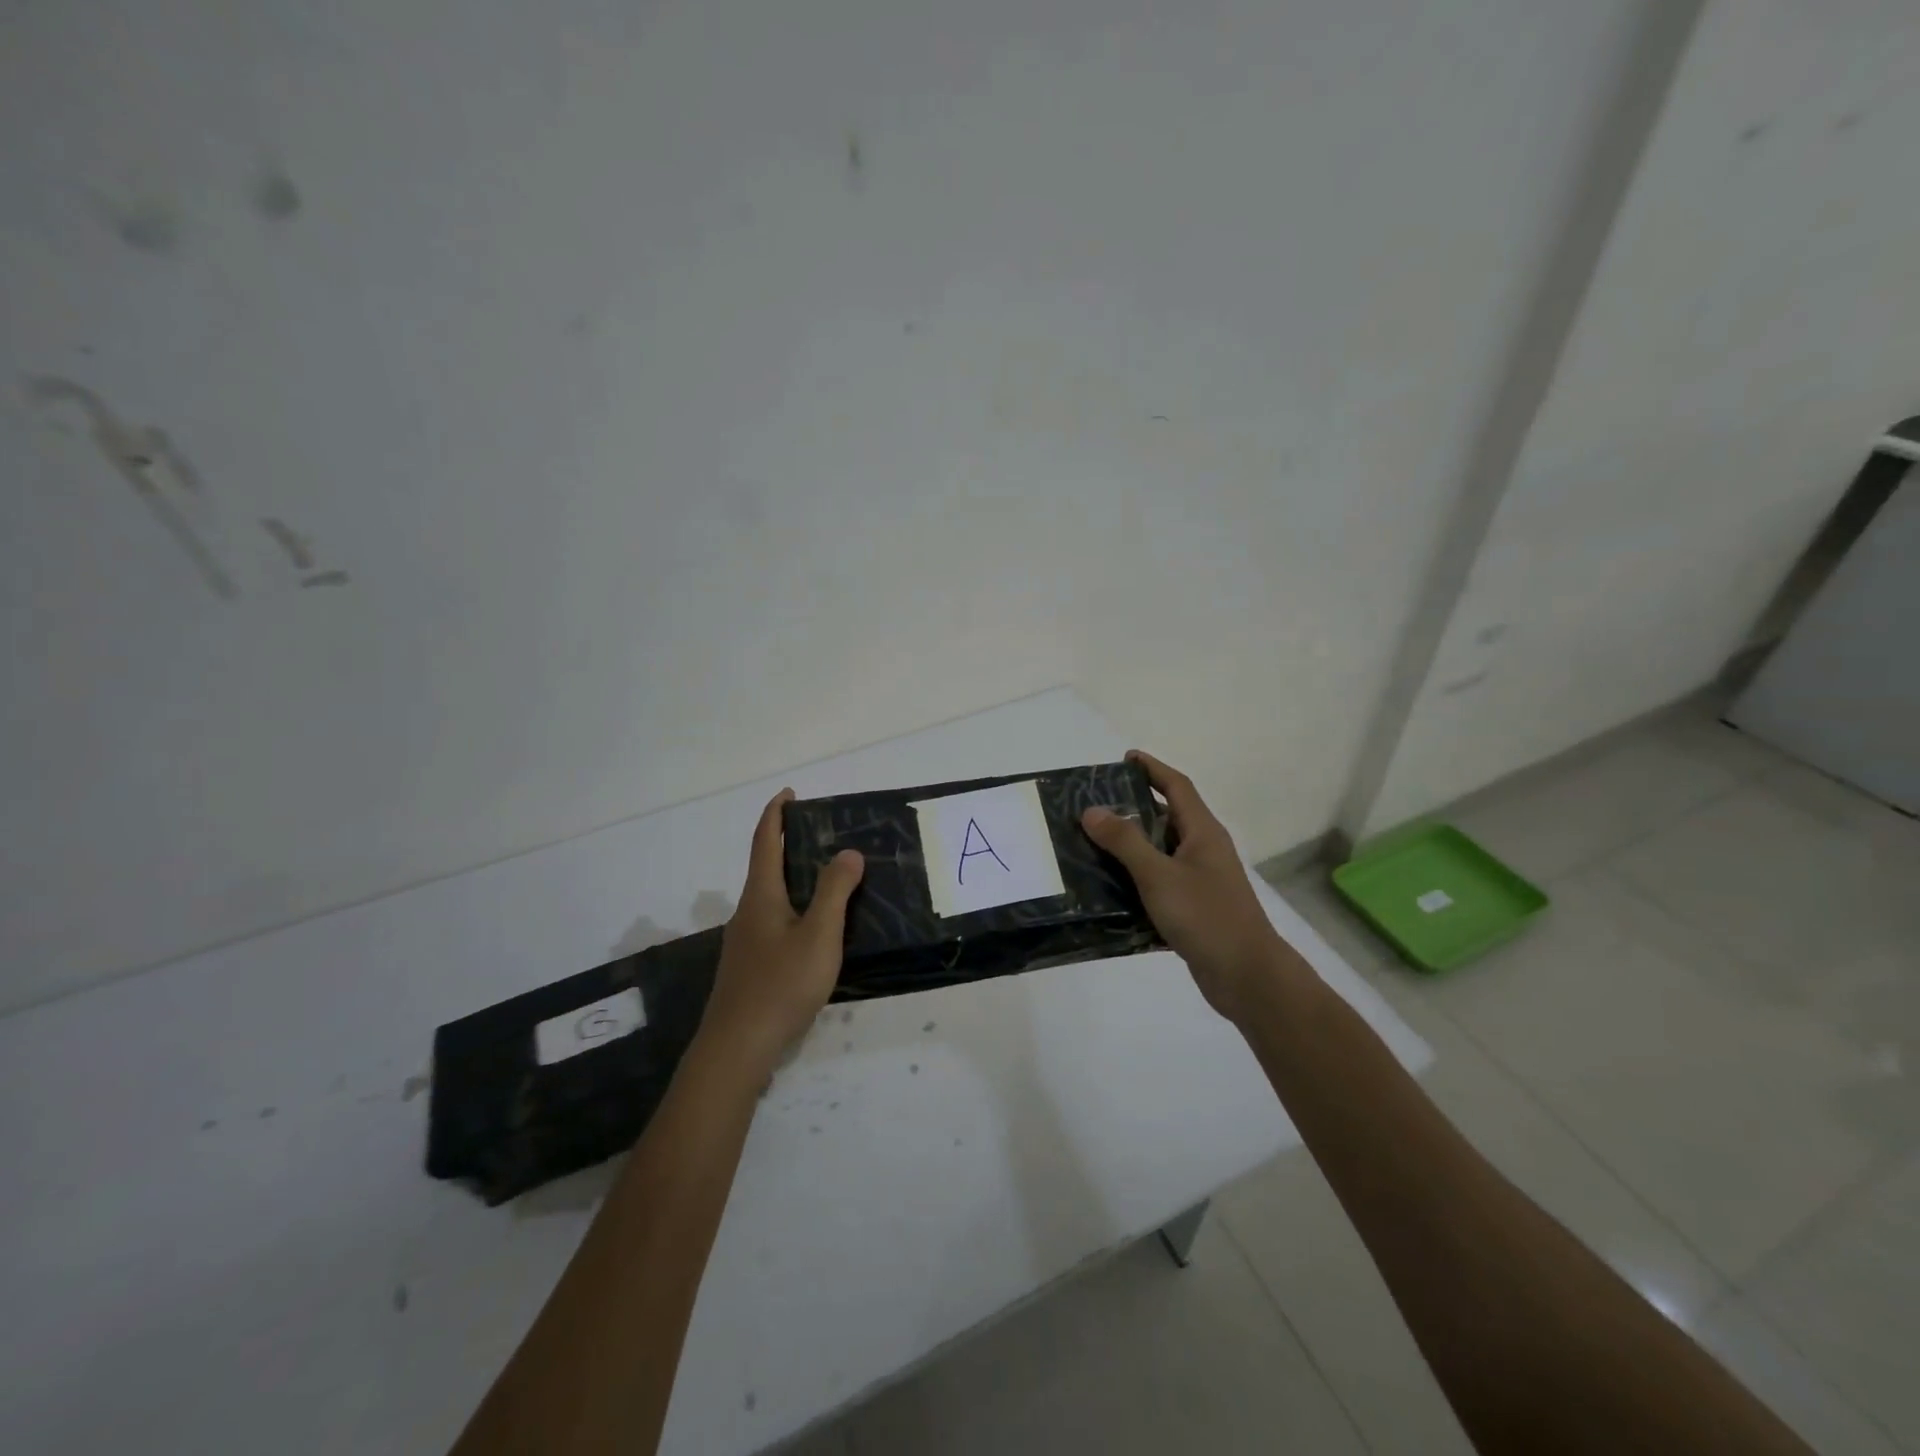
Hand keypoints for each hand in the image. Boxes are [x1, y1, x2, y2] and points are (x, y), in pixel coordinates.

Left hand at [698, 789, 864, 1076]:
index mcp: (761, 896)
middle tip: (824, 836)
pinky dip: (795, 908)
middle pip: (766, 867)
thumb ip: (834, 892)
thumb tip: (848, 852)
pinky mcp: (750, 965)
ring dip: (794, 879)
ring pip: (771, 897)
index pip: (765, 841)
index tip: (790, 794)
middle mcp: (748, 911)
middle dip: (789, 845)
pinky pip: (774, 921)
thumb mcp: (818, 935)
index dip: (776, 814)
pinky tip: (815, 929)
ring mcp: (746, 941)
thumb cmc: (780, 985)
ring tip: (829, 879)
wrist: (737, 1047)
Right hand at [1082, 750, 1287, 1022]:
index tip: (1125, 758)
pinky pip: (1159, 883)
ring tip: (1090, 845)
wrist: (1247, 977)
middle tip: (1093, 806)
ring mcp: (1200, 880)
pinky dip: (1135, 881)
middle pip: (1166, 817)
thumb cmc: (1206, 916)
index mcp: (1203, 832)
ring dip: (1129, 848)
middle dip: (1132, 808)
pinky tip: (1107, 890)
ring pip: (1160, 853)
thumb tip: (1092, 810)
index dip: (1152, 769)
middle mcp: (1204, 850)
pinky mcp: (1193, 908)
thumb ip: (1125, 841)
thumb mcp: (1159, 875)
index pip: (1177, 786)